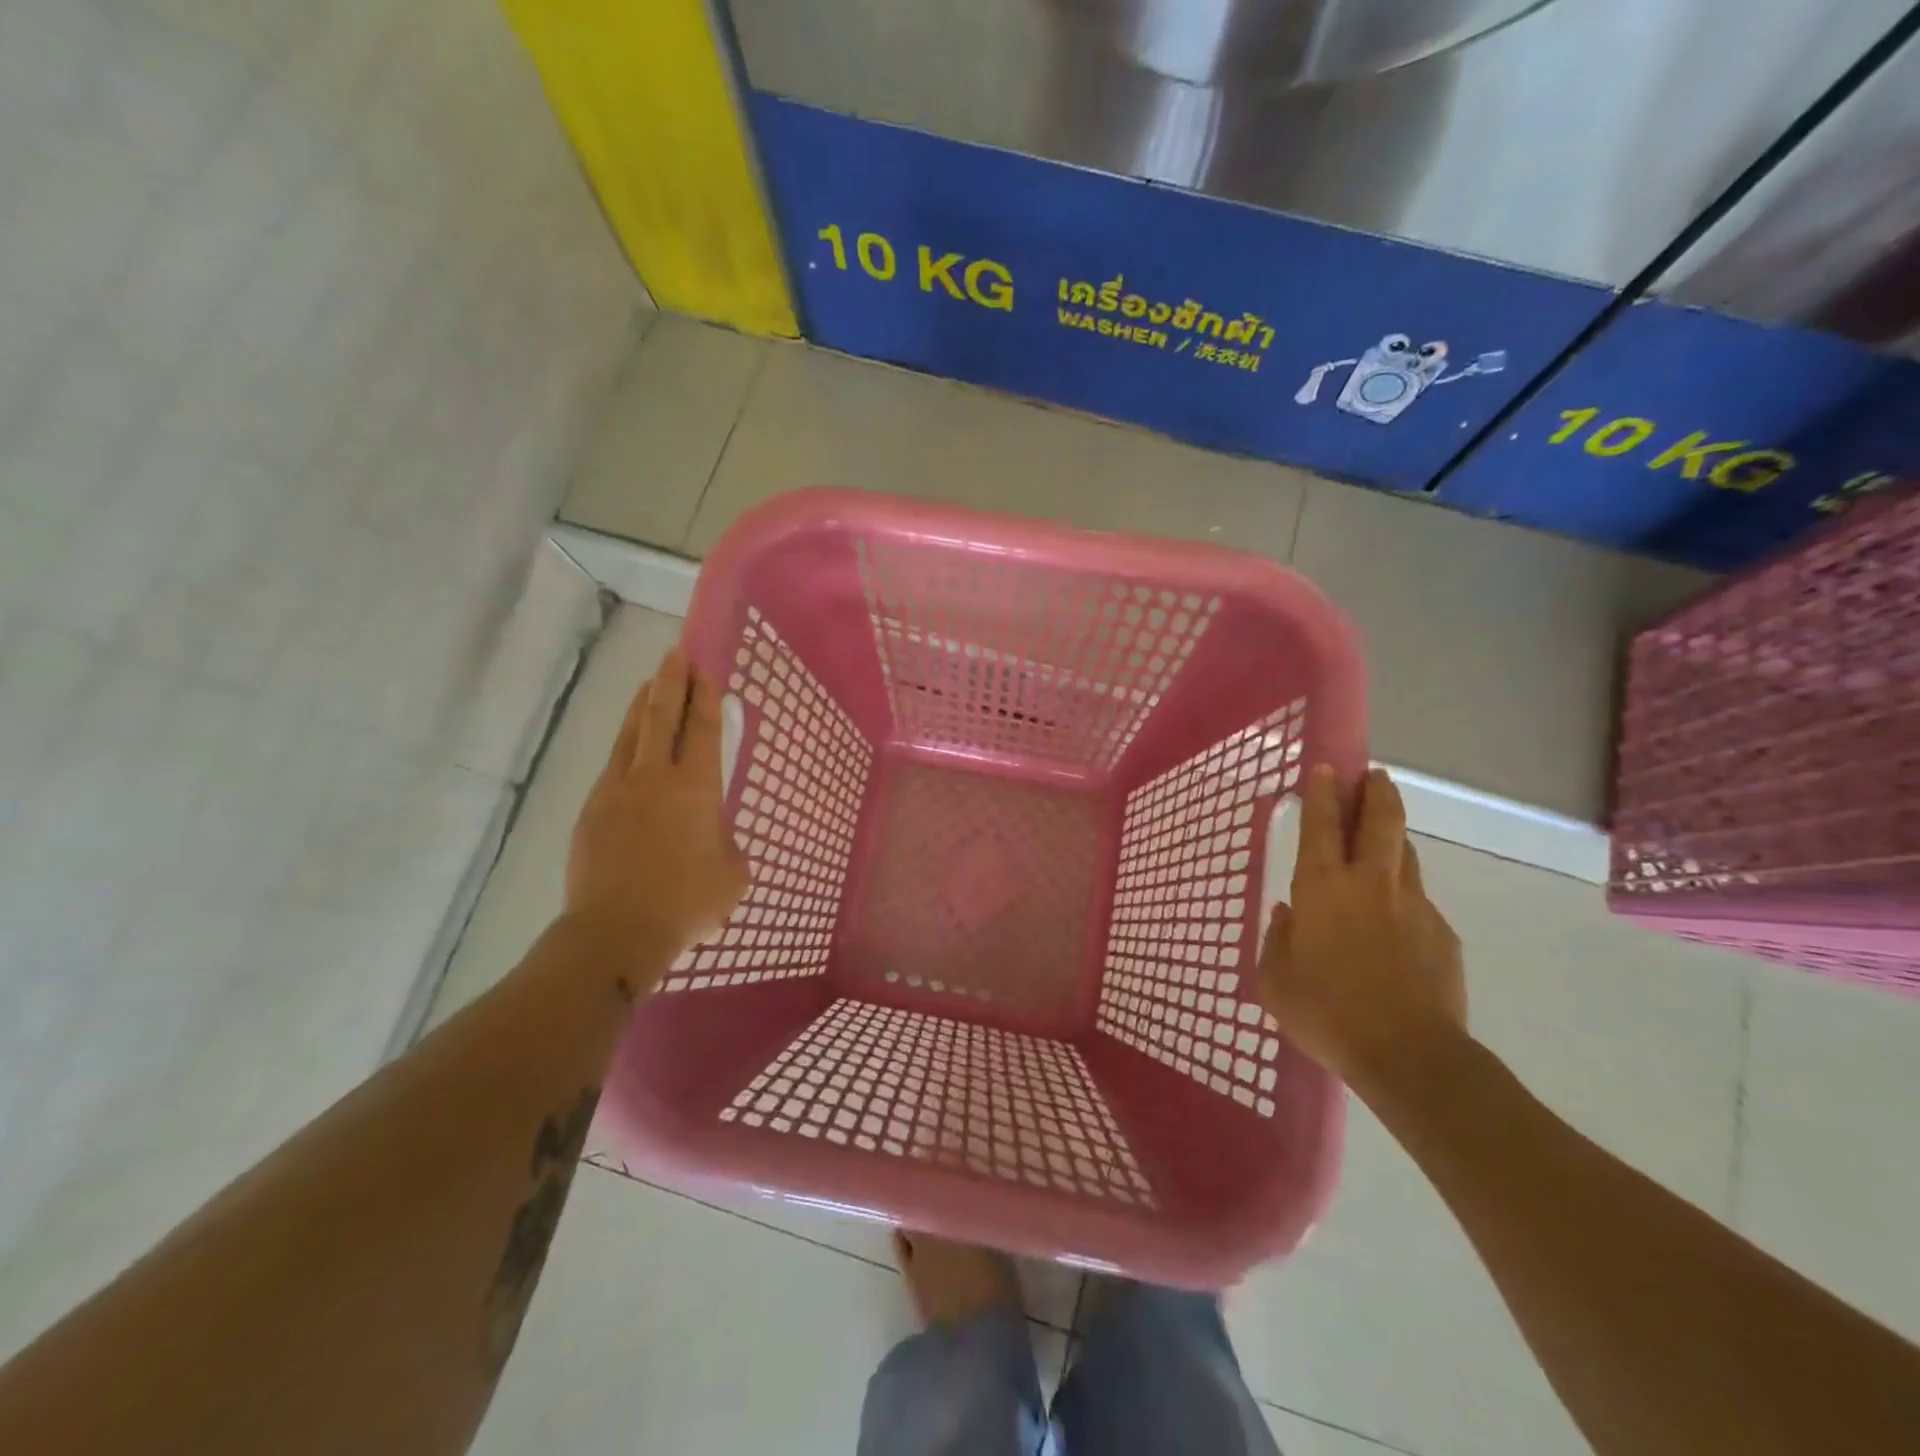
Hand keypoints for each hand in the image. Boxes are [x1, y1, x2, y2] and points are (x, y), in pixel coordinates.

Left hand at [565, 647, 747, 979]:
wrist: (616, 931)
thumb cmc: (687, 902)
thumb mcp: (733, 875)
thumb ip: (728, 846)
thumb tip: (714, 840)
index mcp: (696, 787)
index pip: (703, 729)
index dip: (705, 697)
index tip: (704, 669)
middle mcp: (655, 777)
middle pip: (661, 716)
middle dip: (671, 681)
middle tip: (677, 654)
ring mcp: (617, 791)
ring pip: (630, 735)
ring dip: (641, 705)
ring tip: (649, 683)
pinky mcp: (592, 811)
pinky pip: (612, 768)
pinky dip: (624, 748)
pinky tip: (629, 751)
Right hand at [1256, 765, 1466, 1094]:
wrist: (1410, 1056)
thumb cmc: (1327, 1013)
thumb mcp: (1275, 980)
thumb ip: (1277, 939)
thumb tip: (1289, 915)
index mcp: (1322, 888)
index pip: (1321, 825)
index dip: (1321, 793)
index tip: (1325, 769)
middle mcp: (1369, 883)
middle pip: (1380, 819)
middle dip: (1375, 791)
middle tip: (1372, 776)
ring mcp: (1413, 905)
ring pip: (1405, 853)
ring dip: (1393, 837)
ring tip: (1383, 837)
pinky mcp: (1442, 932)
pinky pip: (1418, 901)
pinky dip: (1404, 898)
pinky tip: (1396, 925)